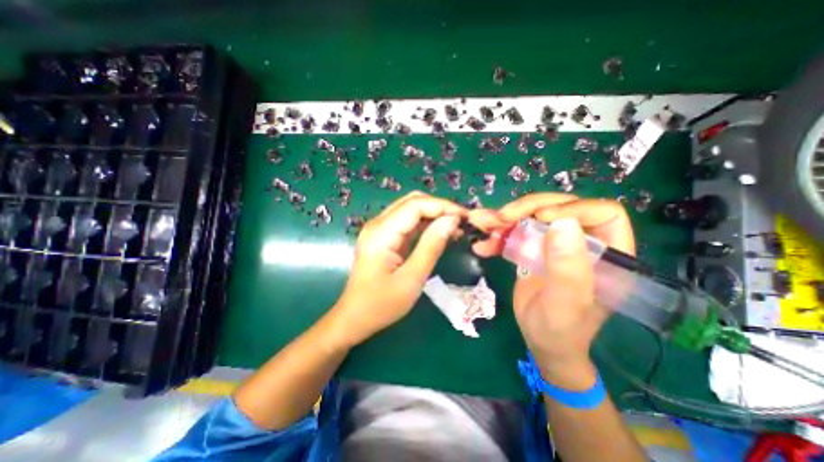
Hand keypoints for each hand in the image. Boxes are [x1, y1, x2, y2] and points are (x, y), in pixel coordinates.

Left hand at [332, 191, 466, 346]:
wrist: (355, 317)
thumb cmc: (381, 304)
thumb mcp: (411, 279)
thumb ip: (431, 246)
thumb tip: (452, 220)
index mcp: (381, 232)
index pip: (415, 205)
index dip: (443, 206)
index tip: (466, 217)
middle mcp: (378, 224)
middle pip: (412, 202)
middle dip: (440, 207)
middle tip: (462, 221)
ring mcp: (379, 229)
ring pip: (410, 209)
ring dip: (434, 214)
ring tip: (456, 226)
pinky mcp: (383, 237)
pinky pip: (407, 222)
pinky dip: (426, 223)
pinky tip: (440, 232)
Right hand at [467, 193, 631, 388]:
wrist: (541, 342)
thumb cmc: (560, 329)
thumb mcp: (565, 303)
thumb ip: (567, 268)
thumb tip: (562, 223)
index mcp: (609, 254)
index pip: (602, 212)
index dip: (571, 208)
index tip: (540, 219)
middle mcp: (583, 243)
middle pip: (559, 207)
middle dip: (527, 208)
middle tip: (501, 218)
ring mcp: (556, 244)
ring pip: (533, 215)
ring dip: (505, 218)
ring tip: (482, 224)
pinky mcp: (536, 249)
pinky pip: (517, 232)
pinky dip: (497, 235)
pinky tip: (482, 245)